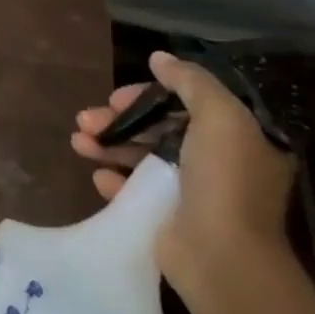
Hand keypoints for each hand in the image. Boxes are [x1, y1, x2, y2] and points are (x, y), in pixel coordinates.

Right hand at [71, 50, 295, 298]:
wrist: (221, 256)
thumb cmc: (223, 180)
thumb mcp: (220, 118)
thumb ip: (191, 82)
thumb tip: (159, 58)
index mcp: (236, 140)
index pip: (185, 105)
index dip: (147, 96)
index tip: (116, 98)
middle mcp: (217, 164)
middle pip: (157, 130)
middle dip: (118, 121)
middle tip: (86, 119)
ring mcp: (191, 193)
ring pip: (140, 158)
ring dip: (107, 146)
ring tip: (78, 143)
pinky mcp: (167, 218)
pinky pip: (134, 191)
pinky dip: (114, 180)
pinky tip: (98, 176)